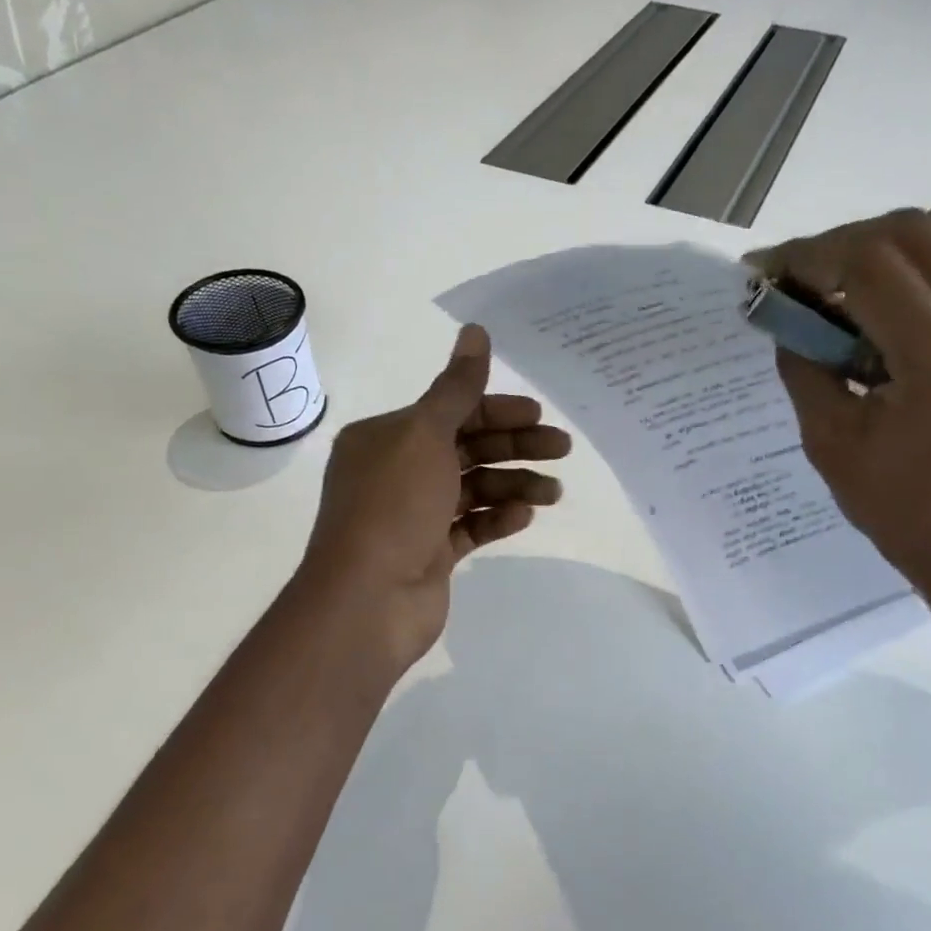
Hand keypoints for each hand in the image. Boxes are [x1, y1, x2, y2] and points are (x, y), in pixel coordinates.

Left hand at [299, 324, 571, 670]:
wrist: (368, 601)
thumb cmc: (393, 507)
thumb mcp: (425, 435)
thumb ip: (457, 387)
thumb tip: (475, 329)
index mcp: (387, 438)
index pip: (450, 412)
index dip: (497, 410)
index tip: (539, 415)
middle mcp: (397, 471)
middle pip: (467, 448)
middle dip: (515, 446)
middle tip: (563, 448)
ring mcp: (414, 516)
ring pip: (473, 489)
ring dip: (515, 485)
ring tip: (554, 492)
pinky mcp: (430, 553)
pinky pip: (470, 527)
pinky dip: (498, 518)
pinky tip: (525, 516)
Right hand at [758, 196, 930, 608]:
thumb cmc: (900, 508)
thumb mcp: (829, 441)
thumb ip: (803, 362)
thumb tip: (784, 305)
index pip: (872, 265)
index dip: (809, 256)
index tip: (766, 268)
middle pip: (912, 230)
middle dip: (840, 244)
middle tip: (801, 279)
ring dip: (889, 242)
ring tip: (853, 286)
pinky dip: (930, 258)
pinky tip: (901, 301)